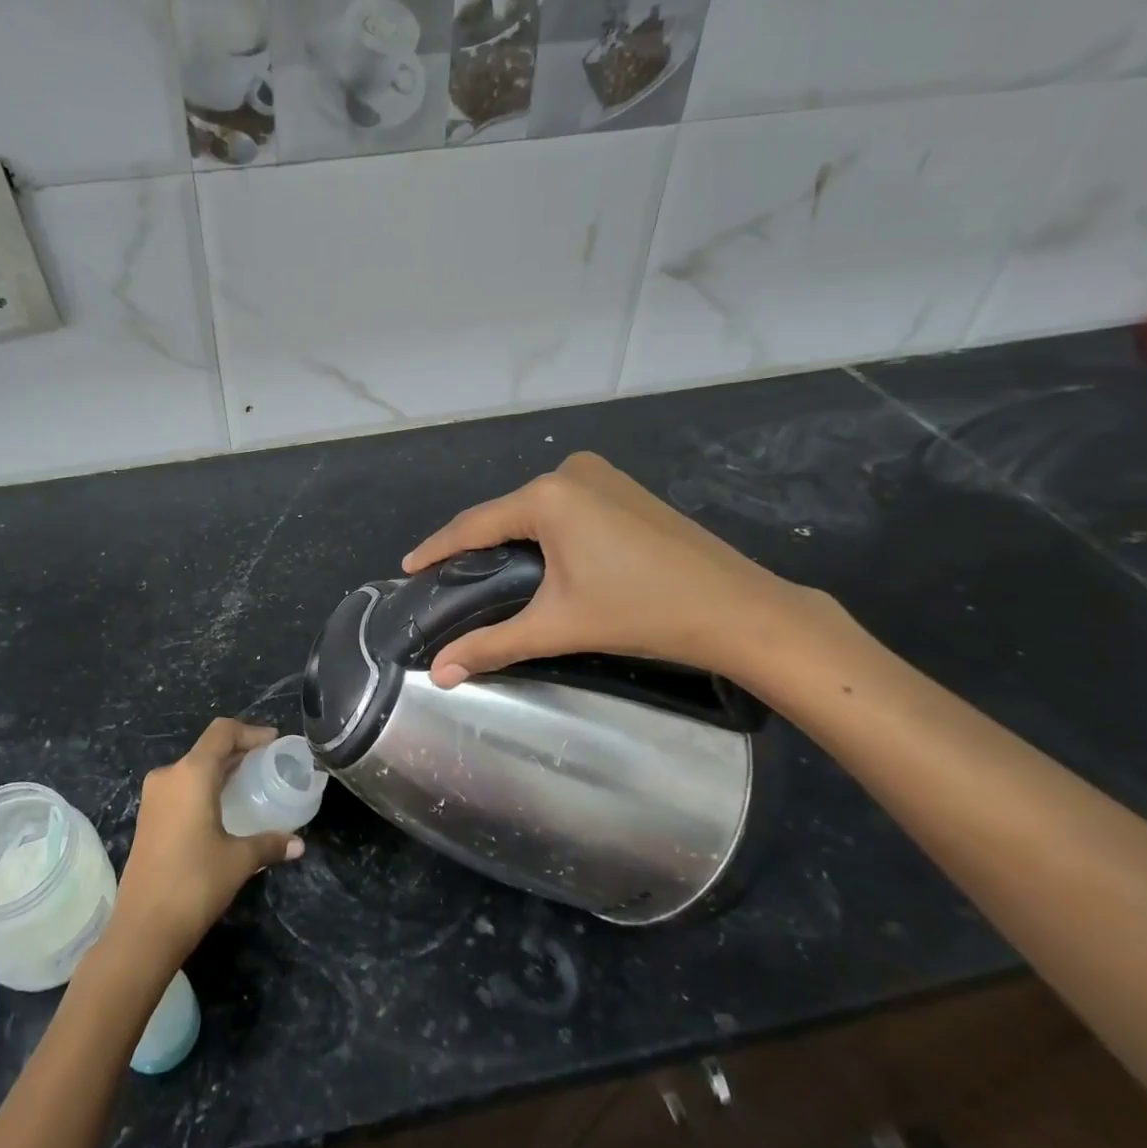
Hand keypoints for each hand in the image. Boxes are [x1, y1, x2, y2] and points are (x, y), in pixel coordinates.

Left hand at [112, 719, 304, 963]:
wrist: (142, 930)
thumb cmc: (194, 884)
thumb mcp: (239, 860)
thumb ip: (270, 844)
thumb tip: (298, 844)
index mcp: (190, 774)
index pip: (222, 732)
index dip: (250, 732)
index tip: (273, 743)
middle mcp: (169, 776)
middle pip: (208, 749)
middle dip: (238, 751)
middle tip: (267, 763)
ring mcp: (154, 798)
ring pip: (193, 769)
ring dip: (221, 771)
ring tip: (250, 784)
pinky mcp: (148, 818)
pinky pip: (182, 788)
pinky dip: (205, 787)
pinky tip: (224, 808)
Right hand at [402, 451, 824, 687]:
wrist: (738, 609)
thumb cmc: (641, 612)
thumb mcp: (557, 626)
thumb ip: (491, 645)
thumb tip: (438, 675)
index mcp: (548, 496)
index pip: (474, 524)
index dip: (438, 548)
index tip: (408, 567)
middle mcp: (570, 472)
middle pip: (505, 514)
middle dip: (474, 545)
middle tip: (447, 578)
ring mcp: (602, 475)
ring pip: (534, 509)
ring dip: (509, 537)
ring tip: (485, 572)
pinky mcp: (624, 488)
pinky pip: (564, 506)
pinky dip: (542, 530)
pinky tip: (537, 556)